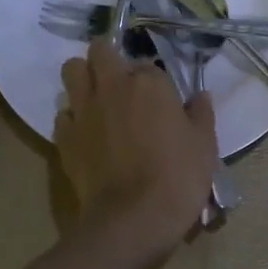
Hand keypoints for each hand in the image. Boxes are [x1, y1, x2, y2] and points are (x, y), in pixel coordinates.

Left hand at [55, 38, 218, 257]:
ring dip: (82, 77)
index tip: (159, 98)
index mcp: (148, 82)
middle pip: (99, 50)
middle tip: (120, 80)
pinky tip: (86, 133)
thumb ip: (201, 114)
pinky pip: (63, 113)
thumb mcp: (204, 145)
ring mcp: (83, 110)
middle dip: (107, 58)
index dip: (152, 79)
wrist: (133, 218)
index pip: (147, 63)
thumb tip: (200, 96)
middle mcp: (111, 86)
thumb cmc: (178, 177)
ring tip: (97, 97)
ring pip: (71, 71)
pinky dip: (72, 117)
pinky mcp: (65, 136)